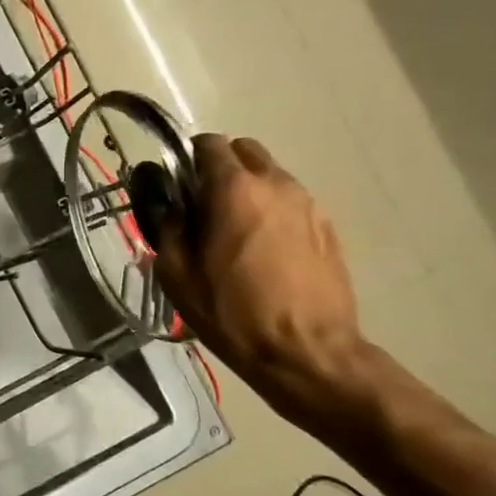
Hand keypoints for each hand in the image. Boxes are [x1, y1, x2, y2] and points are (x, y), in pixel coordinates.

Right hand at [151, 135, 366, 407]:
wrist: (306, 351)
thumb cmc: (232, 312)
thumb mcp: (177, 274)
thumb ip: (168, 227)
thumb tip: (168, 203)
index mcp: (234, 189)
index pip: (209, 144)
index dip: (188, 158)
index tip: (178, 184)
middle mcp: (275, 184)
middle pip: (245, 150)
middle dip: (222, 166)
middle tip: (205, 203)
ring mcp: (308, 204)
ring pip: (271, 175)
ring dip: (249, 189)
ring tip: (235, 231)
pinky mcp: (327, 227)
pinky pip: (291, 202)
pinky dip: (273, 211)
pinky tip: (264, 250)